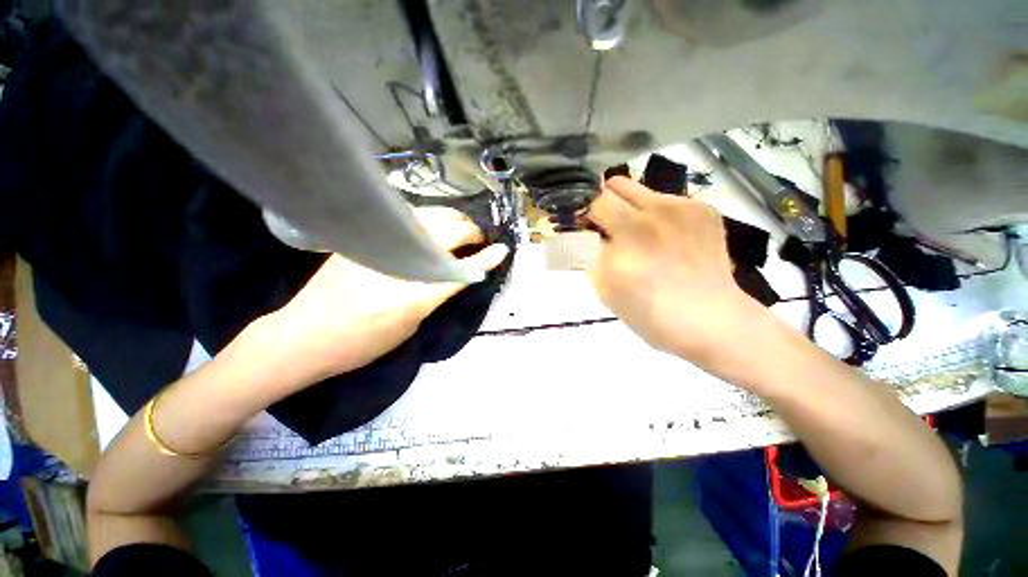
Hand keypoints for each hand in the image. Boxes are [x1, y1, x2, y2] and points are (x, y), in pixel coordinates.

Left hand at [257, 206, 507, 389]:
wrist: (303, 337)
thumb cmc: (362, 344)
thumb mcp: (410, 326)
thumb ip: (434, 295)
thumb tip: (453, 274)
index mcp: (415, 296)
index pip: (461, 270)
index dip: (485, 259)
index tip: (501, 250)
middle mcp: (400, 264)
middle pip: (447, 235)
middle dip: (470, 232)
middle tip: (478, 238)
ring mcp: (378, 245)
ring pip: (427, 218)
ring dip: (452, 219)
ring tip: (461, 228)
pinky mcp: (362, 237)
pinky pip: (405, 219)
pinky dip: (427, 219)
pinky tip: (433, 225)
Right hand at [586, 177, 771, 370]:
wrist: (711, 318)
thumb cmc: (649, 313)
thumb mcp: (604, 289)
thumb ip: (587, 254)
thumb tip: (582, 229)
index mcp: (621, 245)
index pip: (588, 208)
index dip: (582, 215)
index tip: (584, 226)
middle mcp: (648, 219)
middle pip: (610, 186)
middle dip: (602, 203)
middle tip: (606, 225)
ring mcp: (679, 209)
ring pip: (636, 187)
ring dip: (627, 205)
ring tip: (638, 232)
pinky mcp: (702, 208)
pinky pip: (664, 197)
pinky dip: (655, 213)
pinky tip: (665, 236)